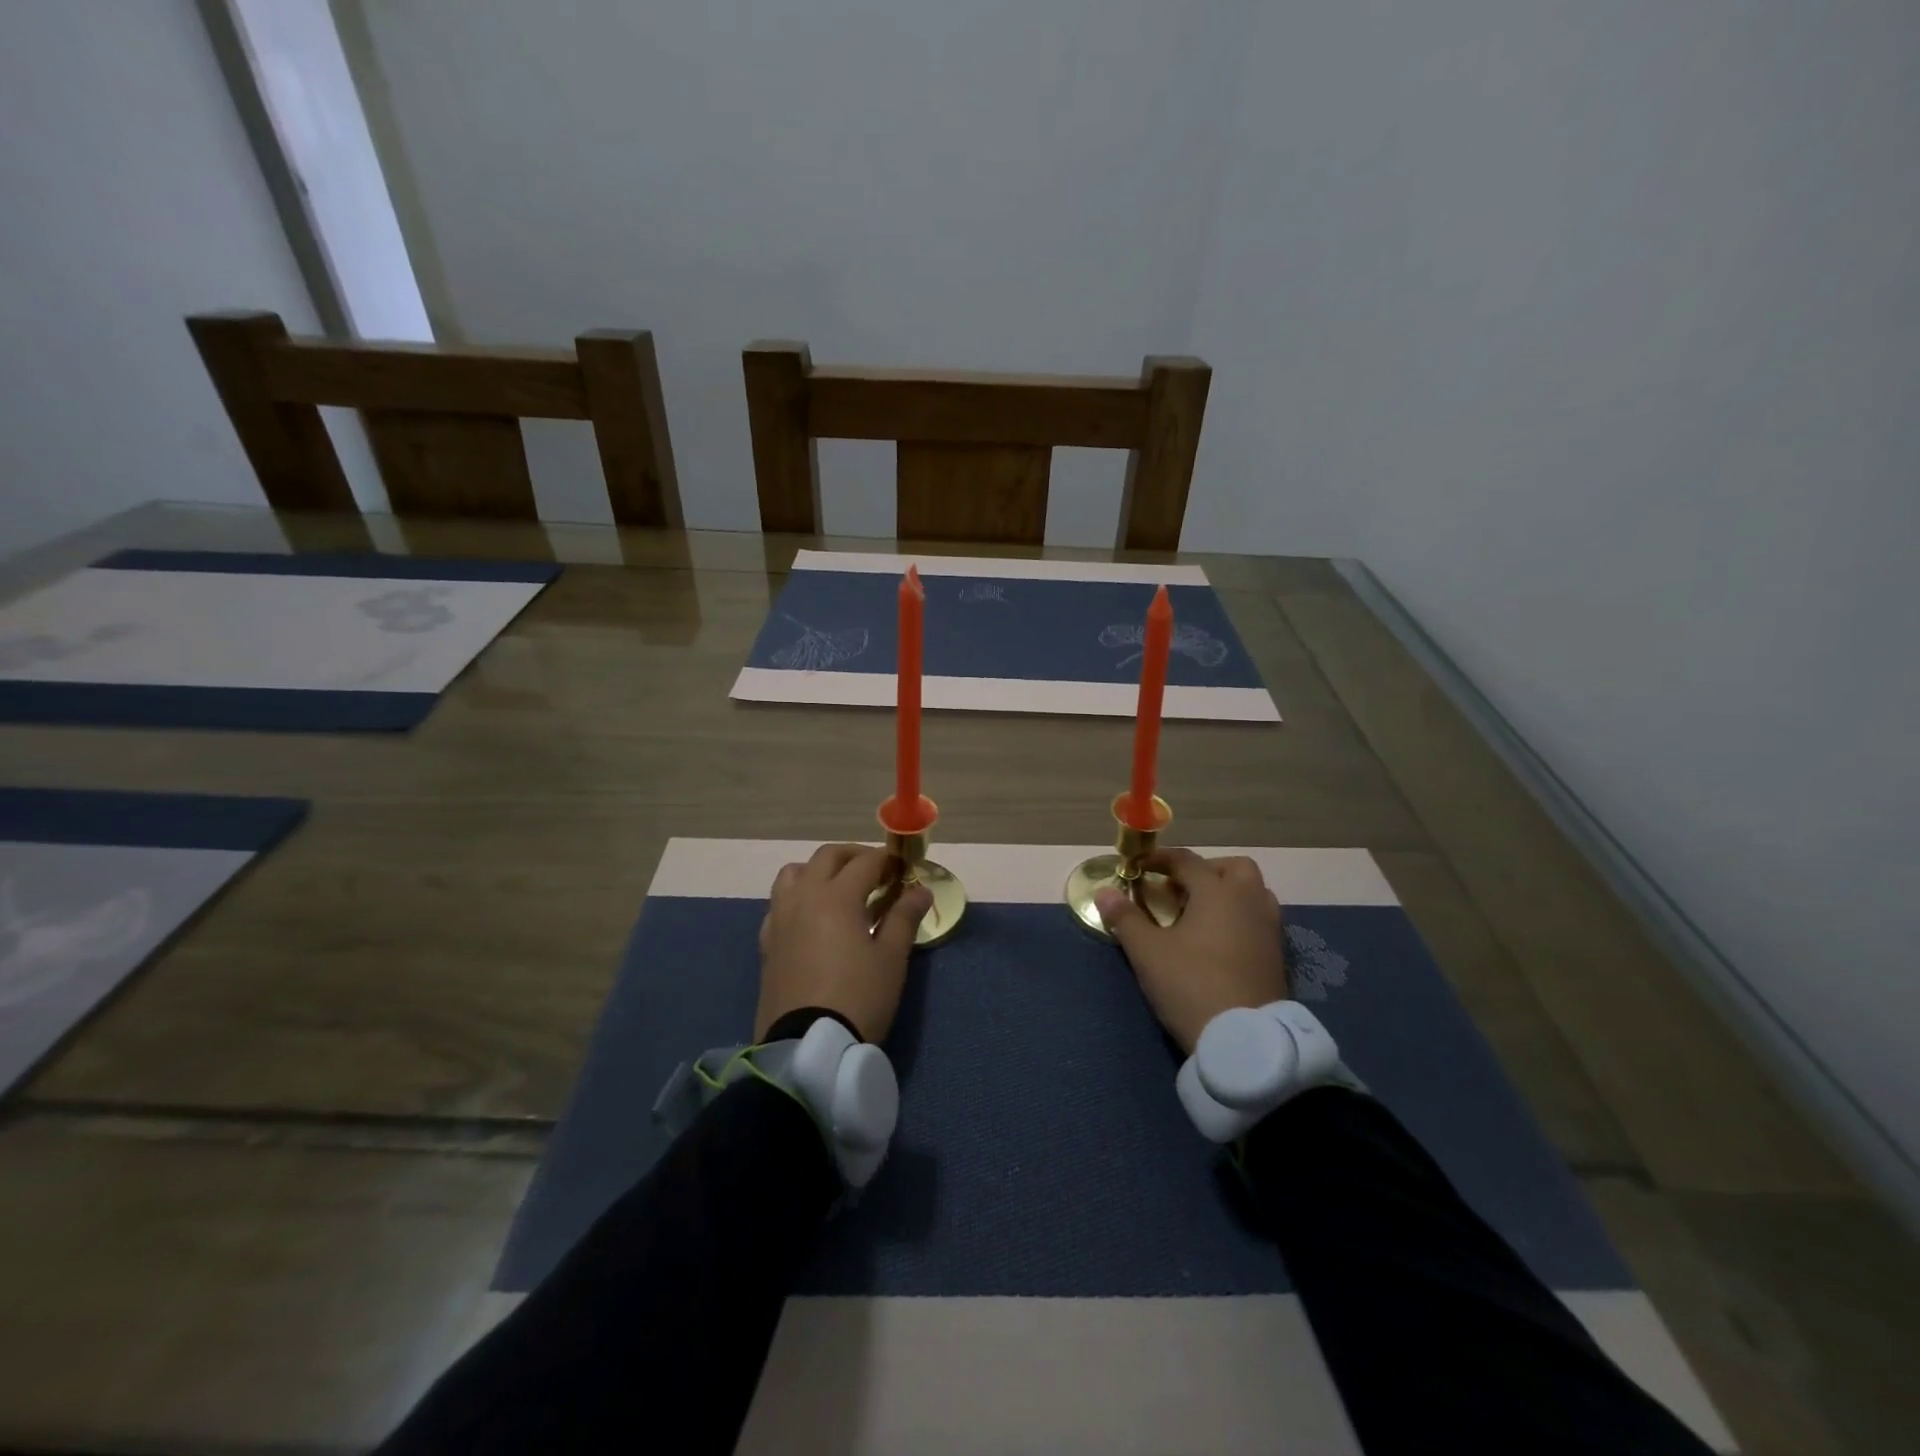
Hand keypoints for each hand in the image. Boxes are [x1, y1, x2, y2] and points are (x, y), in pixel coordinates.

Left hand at [756, 843, 931, 1043]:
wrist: (808, 1046)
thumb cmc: (859, 997)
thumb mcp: (891, 958)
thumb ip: (905, 917)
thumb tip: (921, 890)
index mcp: (836, 896)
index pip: (865, 862)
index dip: (887, 860)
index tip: (904, 867)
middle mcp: (803, 897)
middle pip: (826, 857)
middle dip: (854, 856)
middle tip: (877, 870)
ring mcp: (780, 918)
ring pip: (794, 873)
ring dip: (819, 870)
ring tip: (840, 888)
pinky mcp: (768, 942)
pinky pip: (780, 903)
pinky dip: (798, 897)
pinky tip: (813, 918)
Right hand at [1094, 850, 1288, 1053]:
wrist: (1244, 1040)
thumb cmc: (1191, 984)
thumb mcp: (1147, 952)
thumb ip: (1125, 918)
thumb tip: (1104, 892)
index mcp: (1217, 892)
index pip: (1187, 861)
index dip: (1160, 860)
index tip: (1139, 868)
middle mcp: (1249, 902)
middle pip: (1234, 868)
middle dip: (1206, 870)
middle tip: (1179, 889)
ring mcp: (1269, 930)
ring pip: (1254, 894)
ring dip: (1228, 894)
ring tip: (1199, 915)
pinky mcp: (1277, 957)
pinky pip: (1259, 921)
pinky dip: (1239, 919)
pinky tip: (1218, 942)